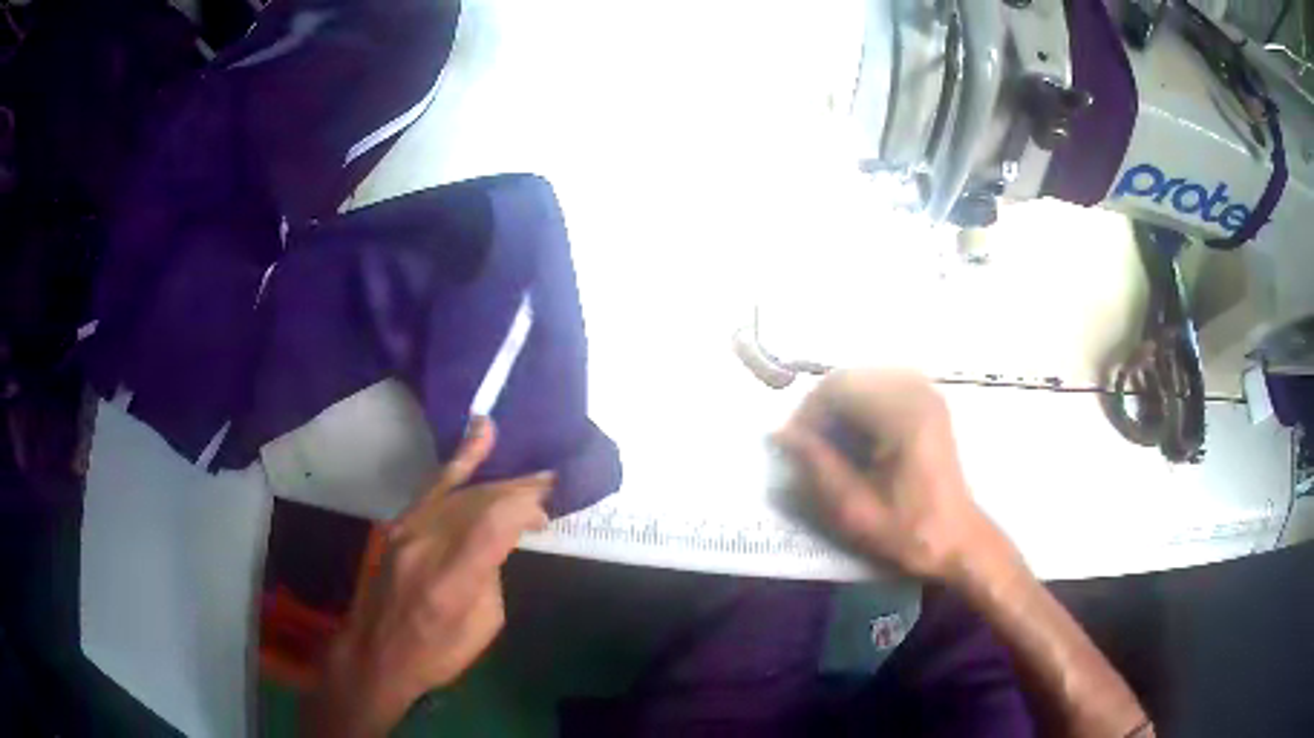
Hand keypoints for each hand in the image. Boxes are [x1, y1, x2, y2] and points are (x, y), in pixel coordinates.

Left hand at [306, 418, 551, 736]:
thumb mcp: (483, 625)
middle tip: (549, 488)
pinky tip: (480, 436)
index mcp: (451, 580)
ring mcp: (407, 529)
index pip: (492, 523)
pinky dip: (460, 463)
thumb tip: (500, 539)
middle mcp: (426, 545)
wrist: (377, 653)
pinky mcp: (398, 524)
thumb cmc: (437, 652)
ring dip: (497, 479)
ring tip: (531, 470)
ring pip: (459, 489)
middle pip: (478, 500)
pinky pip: (434, 487)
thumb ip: (491, 573)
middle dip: (517, 491)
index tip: (546, 512)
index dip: (524, 506)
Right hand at [774, 369, 1013, 582]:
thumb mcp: (856, 509)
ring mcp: (926, 393)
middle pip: (851, 378)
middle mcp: (917, 392)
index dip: (808, 411)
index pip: (840, 386)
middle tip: (806, 445)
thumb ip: (818, 466)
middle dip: (821, 408)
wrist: (957, 540)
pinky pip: (880, 388)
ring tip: (827, 444)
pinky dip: (858, 408)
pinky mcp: (928, 403)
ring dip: (838, 408)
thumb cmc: (909, 531)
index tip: (793, 444)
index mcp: (905, 415)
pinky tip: (854, 439)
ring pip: (863, 380)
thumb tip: (781, 433)